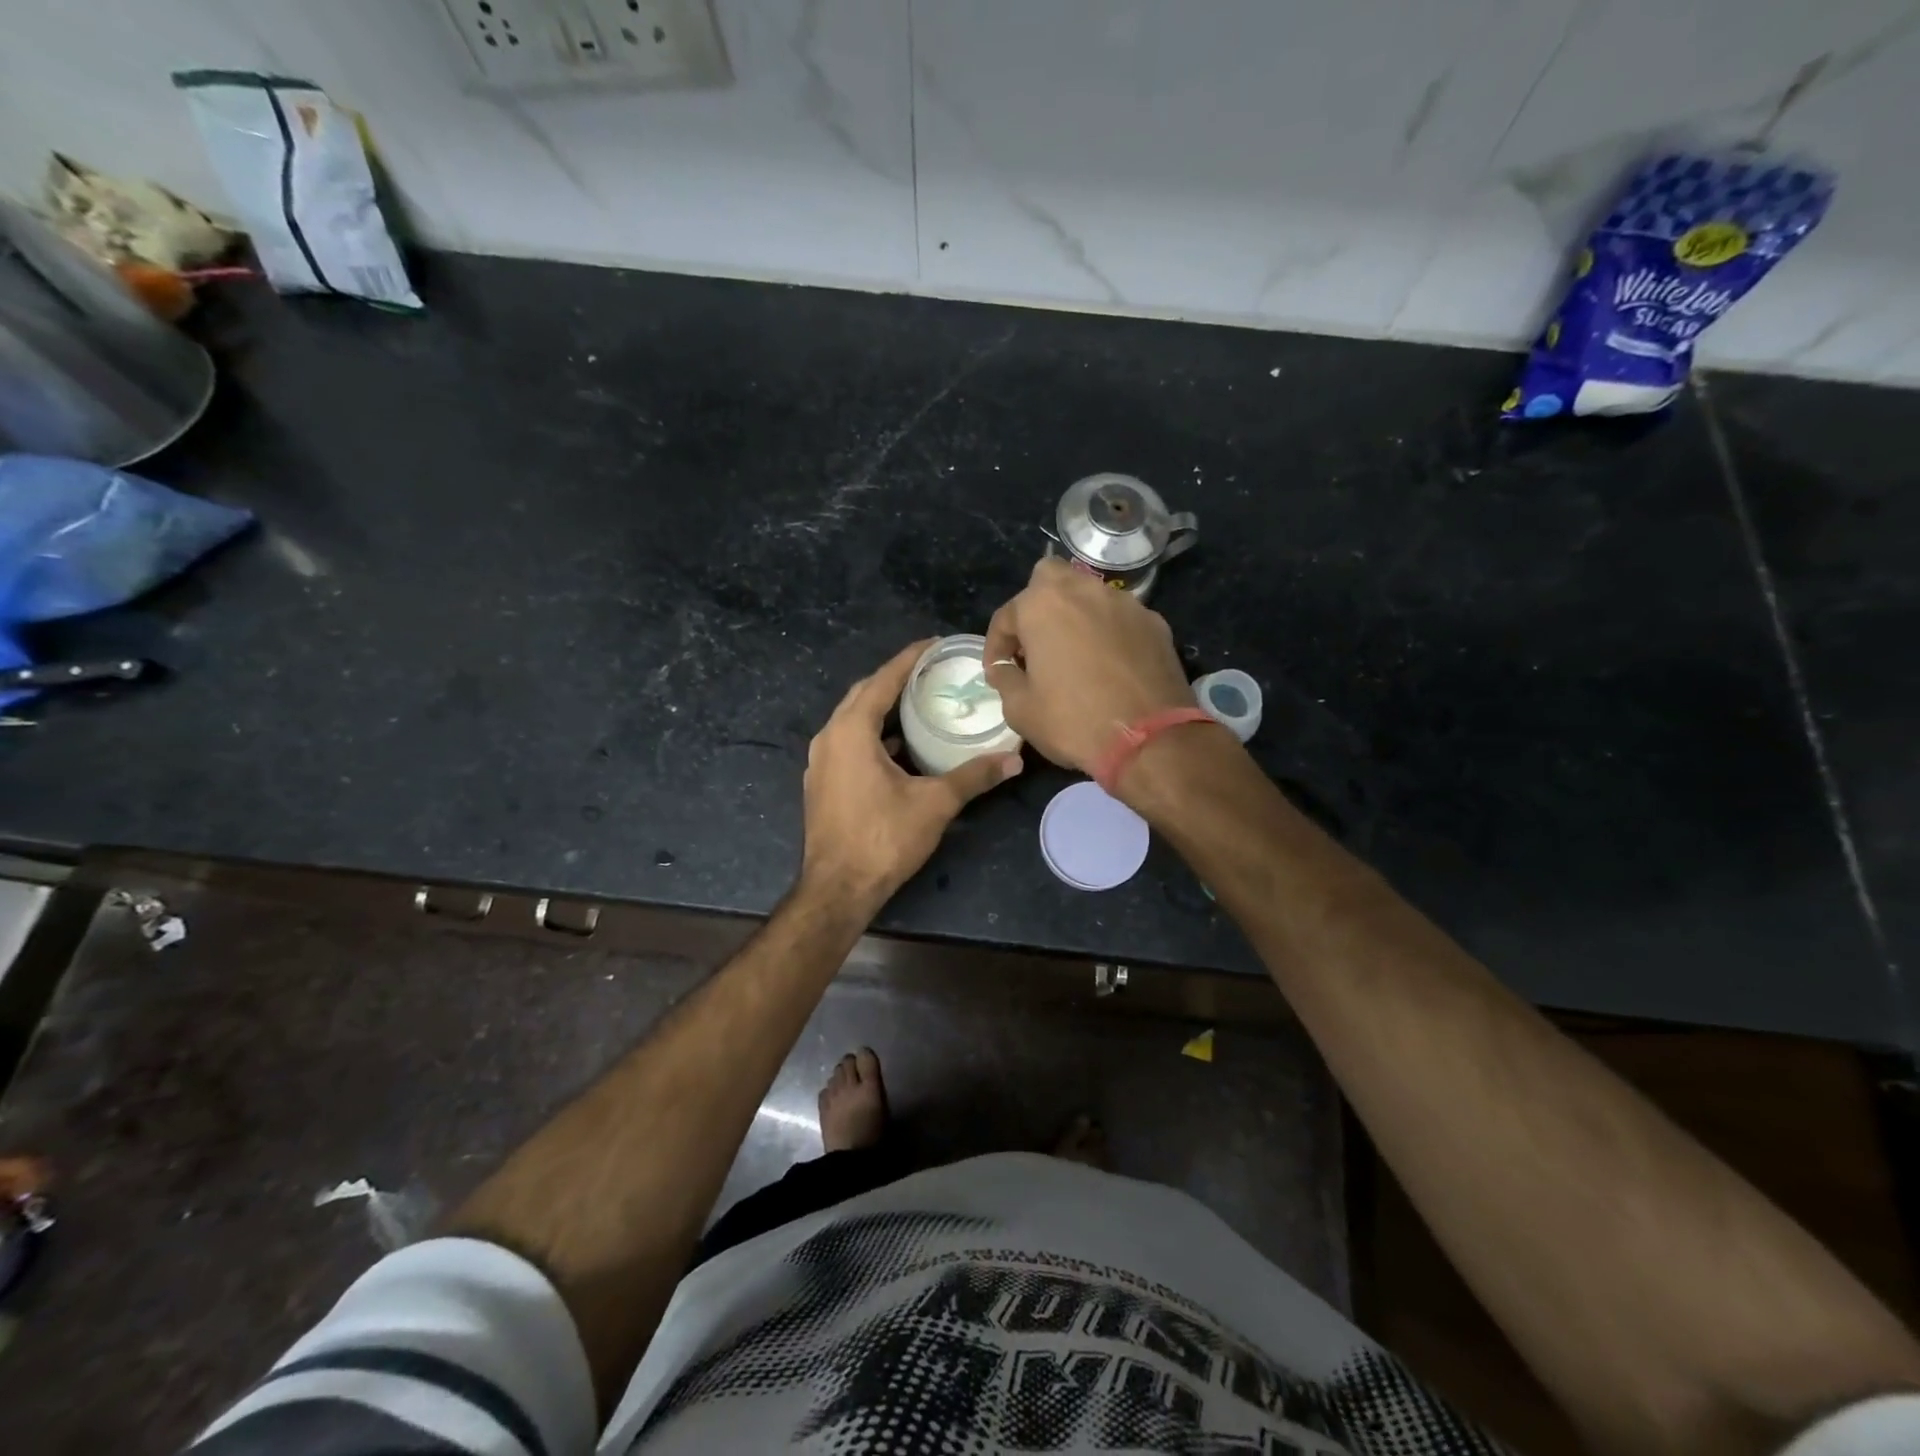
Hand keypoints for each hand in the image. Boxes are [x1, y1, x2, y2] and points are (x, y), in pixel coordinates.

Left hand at [800, 640, 1022, 909]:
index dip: (909, 658)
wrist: (838, 889)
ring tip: (919, 703)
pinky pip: (848, 742)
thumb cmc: (883, 839)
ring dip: (883, 708)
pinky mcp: (822, 782)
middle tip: (931, 672)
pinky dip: (873, 734)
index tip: (934, 644)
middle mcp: (829, 737)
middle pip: (864, 694)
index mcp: (851, 730)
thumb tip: (1015, 759)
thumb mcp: (935, 804)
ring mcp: (821, 761)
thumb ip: (974, 776)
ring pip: (853, 719)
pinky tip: (900, 747)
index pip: (883, 680)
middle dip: (895, 679)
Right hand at [984, 558, 1196, 774]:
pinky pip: (1120, 619)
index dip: (996, 646)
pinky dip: (1108, 633)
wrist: (1150, 740)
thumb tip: (1005, 668)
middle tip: (1035, 644)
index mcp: (1043, 605)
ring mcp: (1125, 604)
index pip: (1006, 615)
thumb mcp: (1020, 710)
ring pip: (1090, 596)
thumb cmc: (1073, 721)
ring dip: (1075, 617)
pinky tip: (1109, 665)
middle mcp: (1084, 591)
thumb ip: (1005, 679)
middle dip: (1037, 607)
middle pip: (1050, 581)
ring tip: (1073, 654)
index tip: (998, 671)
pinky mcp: (1155, 623)